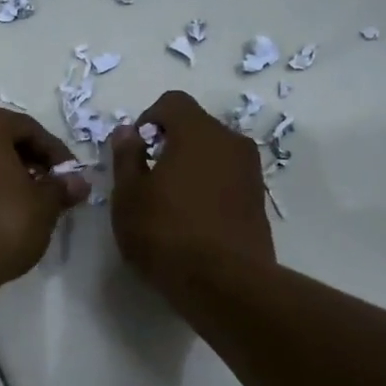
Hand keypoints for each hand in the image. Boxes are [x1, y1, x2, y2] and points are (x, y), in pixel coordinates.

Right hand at [109, 90, 274, 294]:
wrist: (225, 283)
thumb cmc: (166, 233)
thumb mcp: (129, 196)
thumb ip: (126, 157)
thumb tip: (128, 132)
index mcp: (199, 131)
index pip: (173, 102)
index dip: (148, 119)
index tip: (135, 151)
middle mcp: (232, 142)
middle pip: (196, 127)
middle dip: (170, 144)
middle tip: (148, 179)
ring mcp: (251, 172)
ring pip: (214, 155)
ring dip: (191, 167)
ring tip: (170, 203)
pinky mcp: (259, 202)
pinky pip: (228, 181)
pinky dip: (209, 189)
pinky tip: (193, 222)